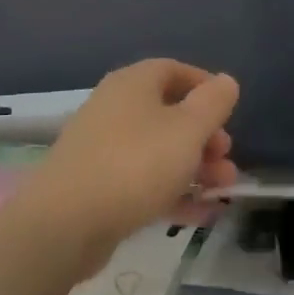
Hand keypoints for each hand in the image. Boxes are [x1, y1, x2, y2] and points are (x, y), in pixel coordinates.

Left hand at [25, 59, 239, 261]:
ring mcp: (102, 149)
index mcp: (133, 84)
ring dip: (194, 168)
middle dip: (205, 137)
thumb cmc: (135, 164)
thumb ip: (212, 103)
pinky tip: (198, 215)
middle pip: (168, 114)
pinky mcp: (96, 187)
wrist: (64, 224)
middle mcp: (115, 109)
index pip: (173, 70)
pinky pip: (142, 181)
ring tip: (222, 191)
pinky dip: (171, 193)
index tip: (229, 110)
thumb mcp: (188, 130)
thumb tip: (225, 81)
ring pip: (158, 151)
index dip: (204, 86)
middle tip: (226, 159)